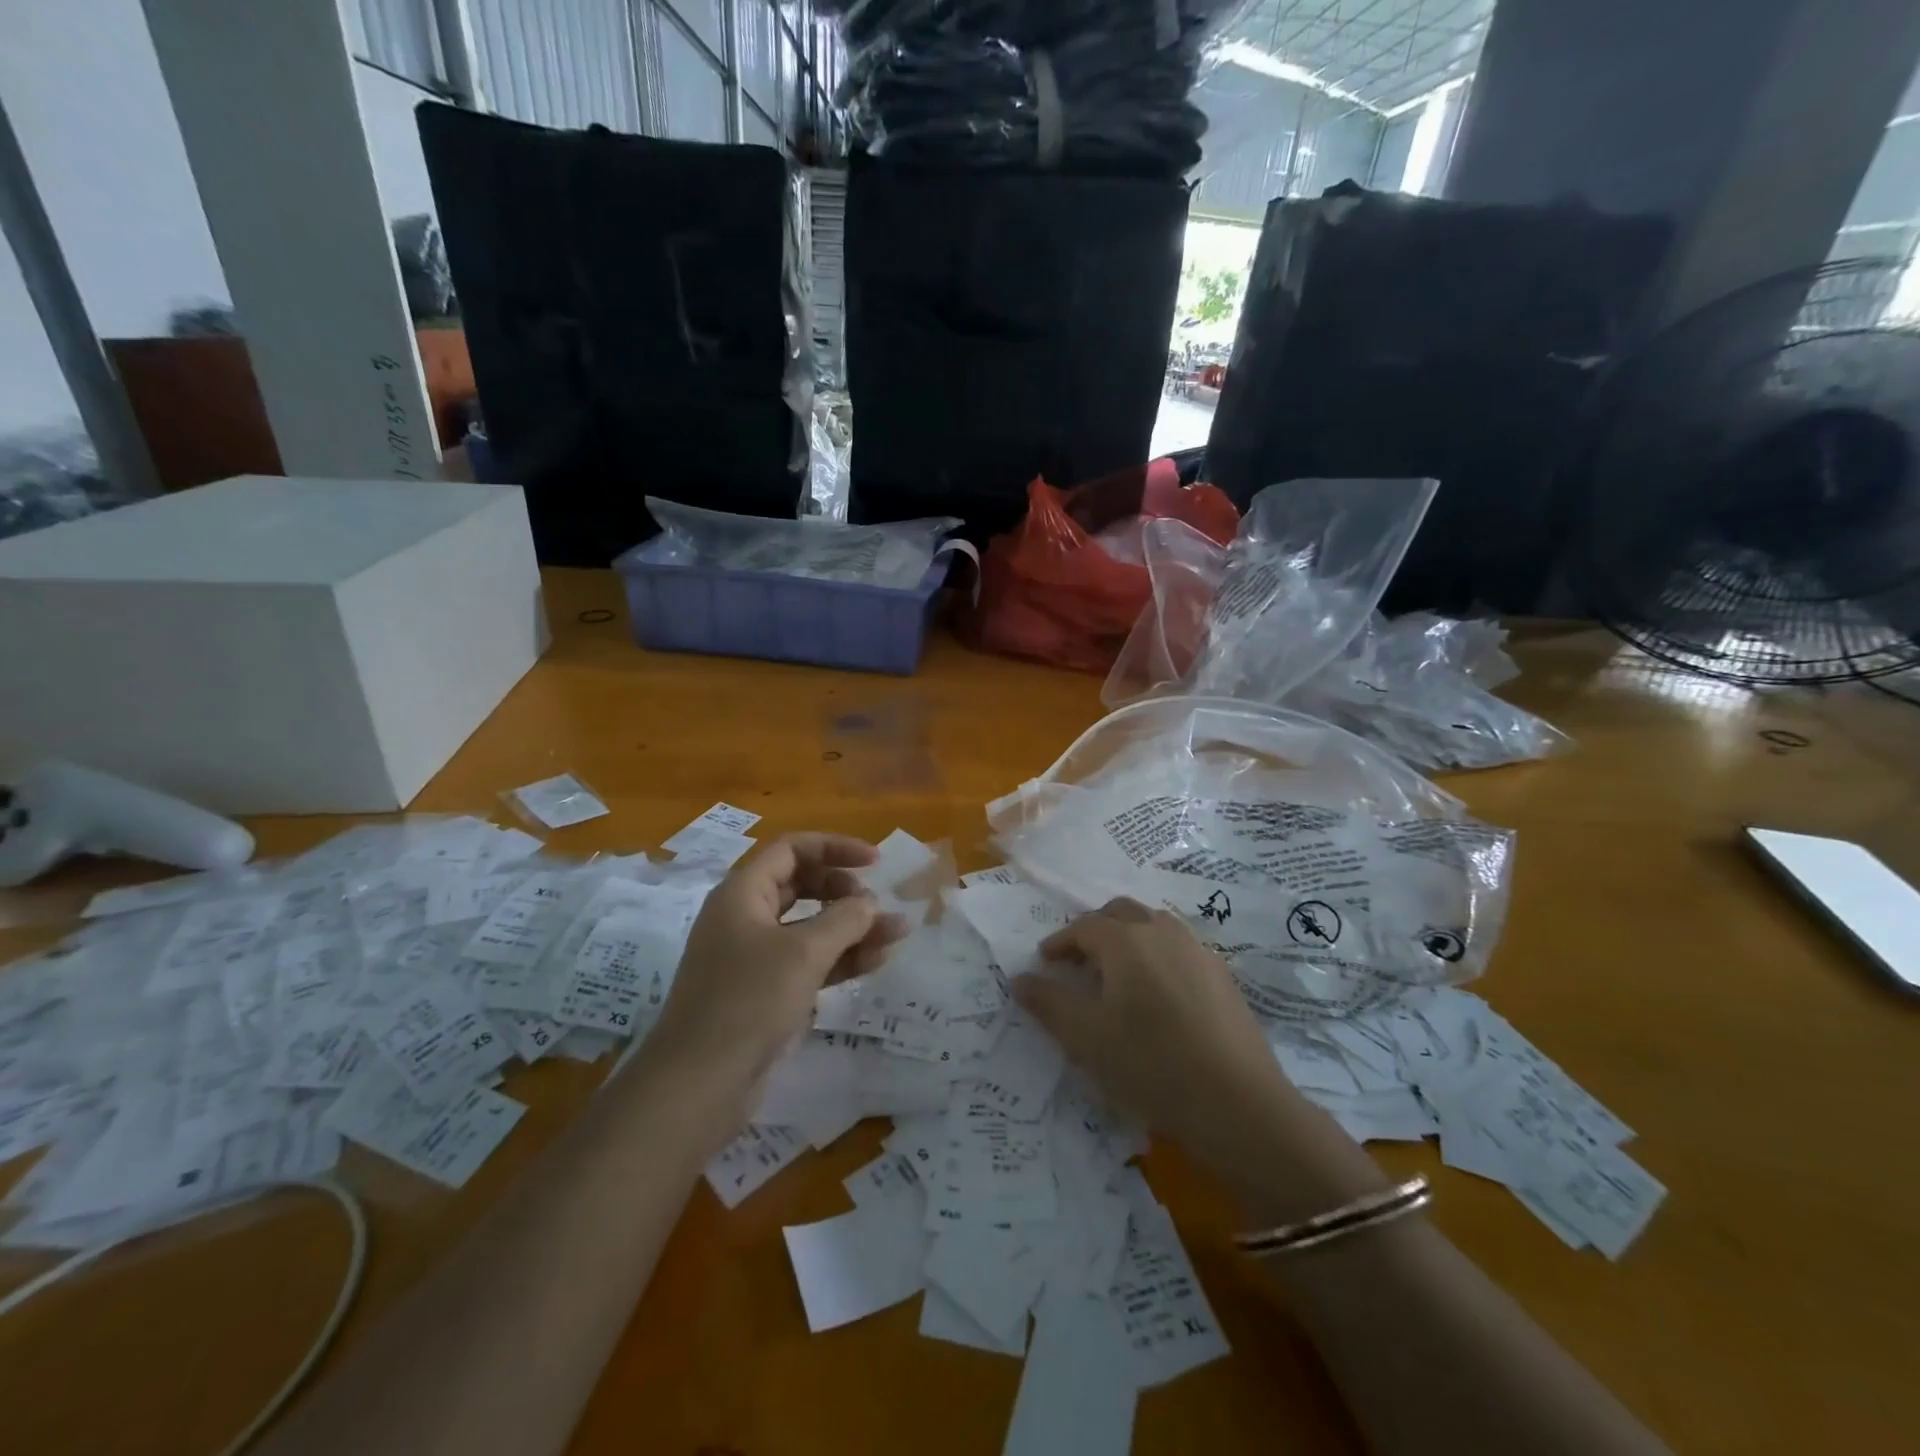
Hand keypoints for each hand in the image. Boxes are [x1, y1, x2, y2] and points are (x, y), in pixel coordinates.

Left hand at [648, 834, 906, 1106]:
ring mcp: (754, 958)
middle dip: (844, 891)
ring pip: (809, 928)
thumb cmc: (748, 1002)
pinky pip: (808, 963)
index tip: (875, 862)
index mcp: (742, 894)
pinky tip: (875, 962)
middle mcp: (745, 918)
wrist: (698, 1085)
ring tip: (897, 934)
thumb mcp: (803, 953)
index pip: (791, 850)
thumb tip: (868, 902)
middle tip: (876, 904)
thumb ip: (843, 919)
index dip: (835, 848)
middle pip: (801, 886)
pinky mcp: (764, 994)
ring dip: (852, 928)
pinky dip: (840, 959)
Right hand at [1013, 898, 1305, 1177]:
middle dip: (1094, 930)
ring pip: (1154, 925)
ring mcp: (1198, 950)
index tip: (1046, 962)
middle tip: (1079, 962)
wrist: (1238, 1103)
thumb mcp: (1086, 1039)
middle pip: (1121, 913)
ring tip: (1117, 975)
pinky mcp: (1222, 974)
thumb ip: (1049, 1003)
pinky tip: (1158, 994)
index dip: (1060, 942)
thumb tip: (1020, 978)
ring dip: (1128, 938)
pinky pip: (1179, 948)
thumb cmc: (1150, 1065)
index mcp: (1126, 940)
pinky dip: (1157, 955)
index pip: (1083, 927)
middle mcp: (1162, 931)